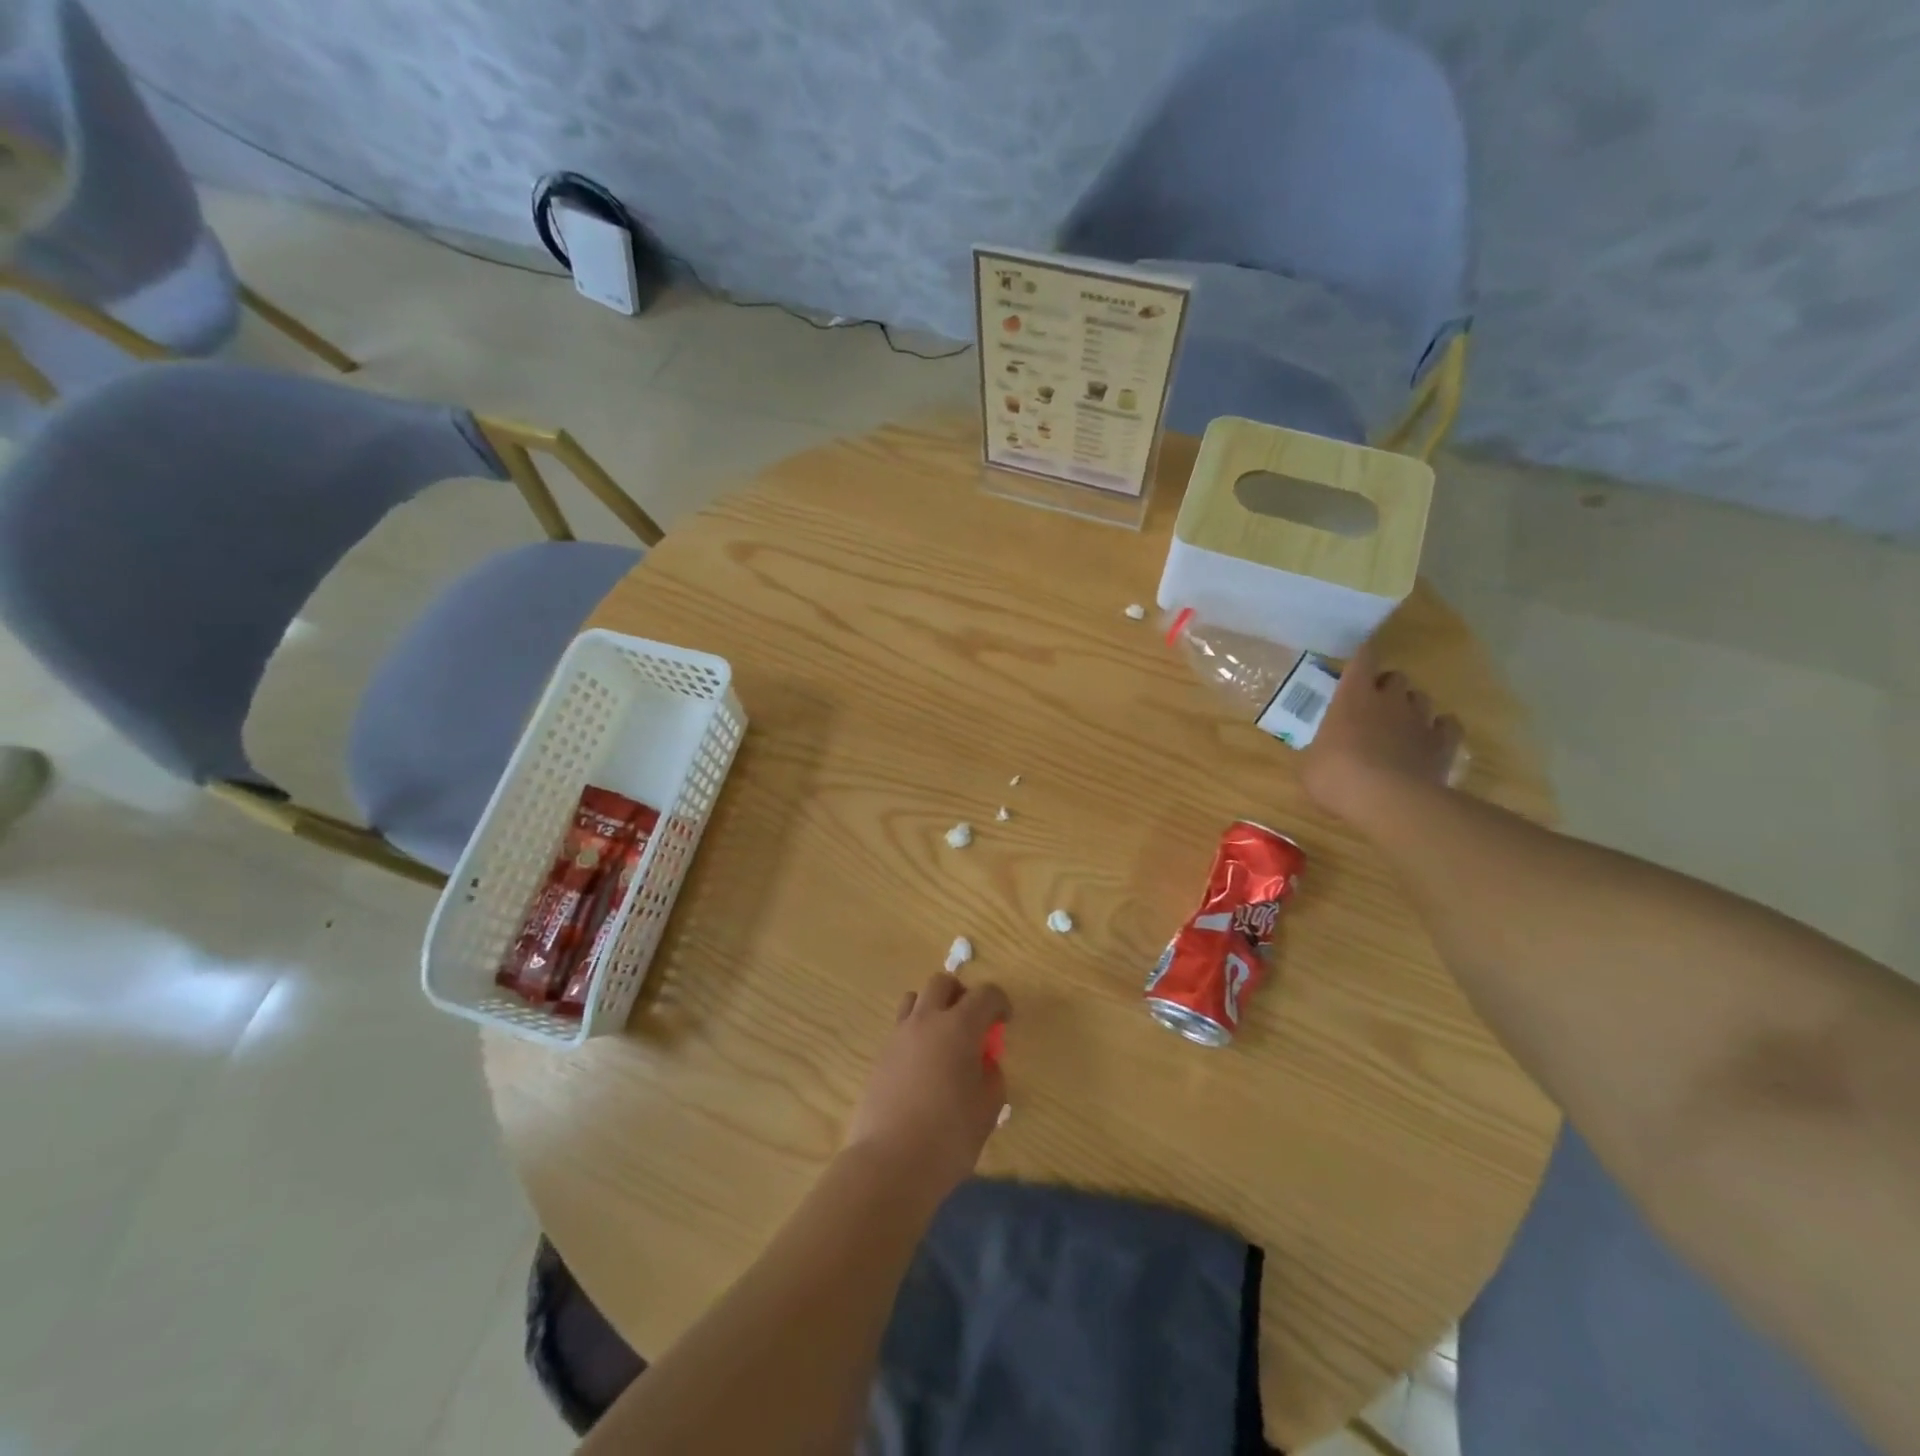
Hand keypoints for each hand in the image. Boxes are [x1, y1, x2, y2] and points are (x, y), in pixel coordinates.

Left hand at [843, 973, 1010, 1201]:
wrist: (890, 1163)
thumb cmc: (949, 1136)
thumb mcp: (988, 1109)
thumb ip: (991, 1076)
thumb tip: (984, 1062)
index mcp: (959, 1027)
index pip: (985, 994)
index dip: (1000, 1003)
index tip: (1004, 1021)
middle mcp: (927, 1020)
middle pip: (942, 983)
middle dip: (961, 994)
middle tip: (972, 1022)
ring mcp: (899, 1035)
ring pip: (915, 998)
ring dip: (933, 1007)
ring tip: (943, 1039)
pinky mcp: (880, 1055)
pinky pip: (901, 1027)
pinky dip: (916, 1033)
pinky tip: (923, 1066)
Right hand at [1301, 638, 1462, 820]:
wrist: (1387, 800)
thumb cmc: (1336, 776)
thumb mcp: (1310, 764)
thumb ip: (1320, 750)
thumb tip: (1322, 753)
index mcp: (1352, 697)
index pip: (1363, 660)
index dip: (1364, 655)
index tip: (1362, 655)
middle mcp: (1389, 700)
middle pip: (1397, 677)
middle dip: (1387, 686)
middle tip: (1375, 703)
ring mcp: (1419, 720)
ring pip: (1422, 698)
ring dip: (1411, 705)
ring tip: (1401, 722)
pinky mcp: (1442, 744)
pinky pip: (1448, 725)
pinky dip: (1440, 728)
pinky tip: (1430, 739)